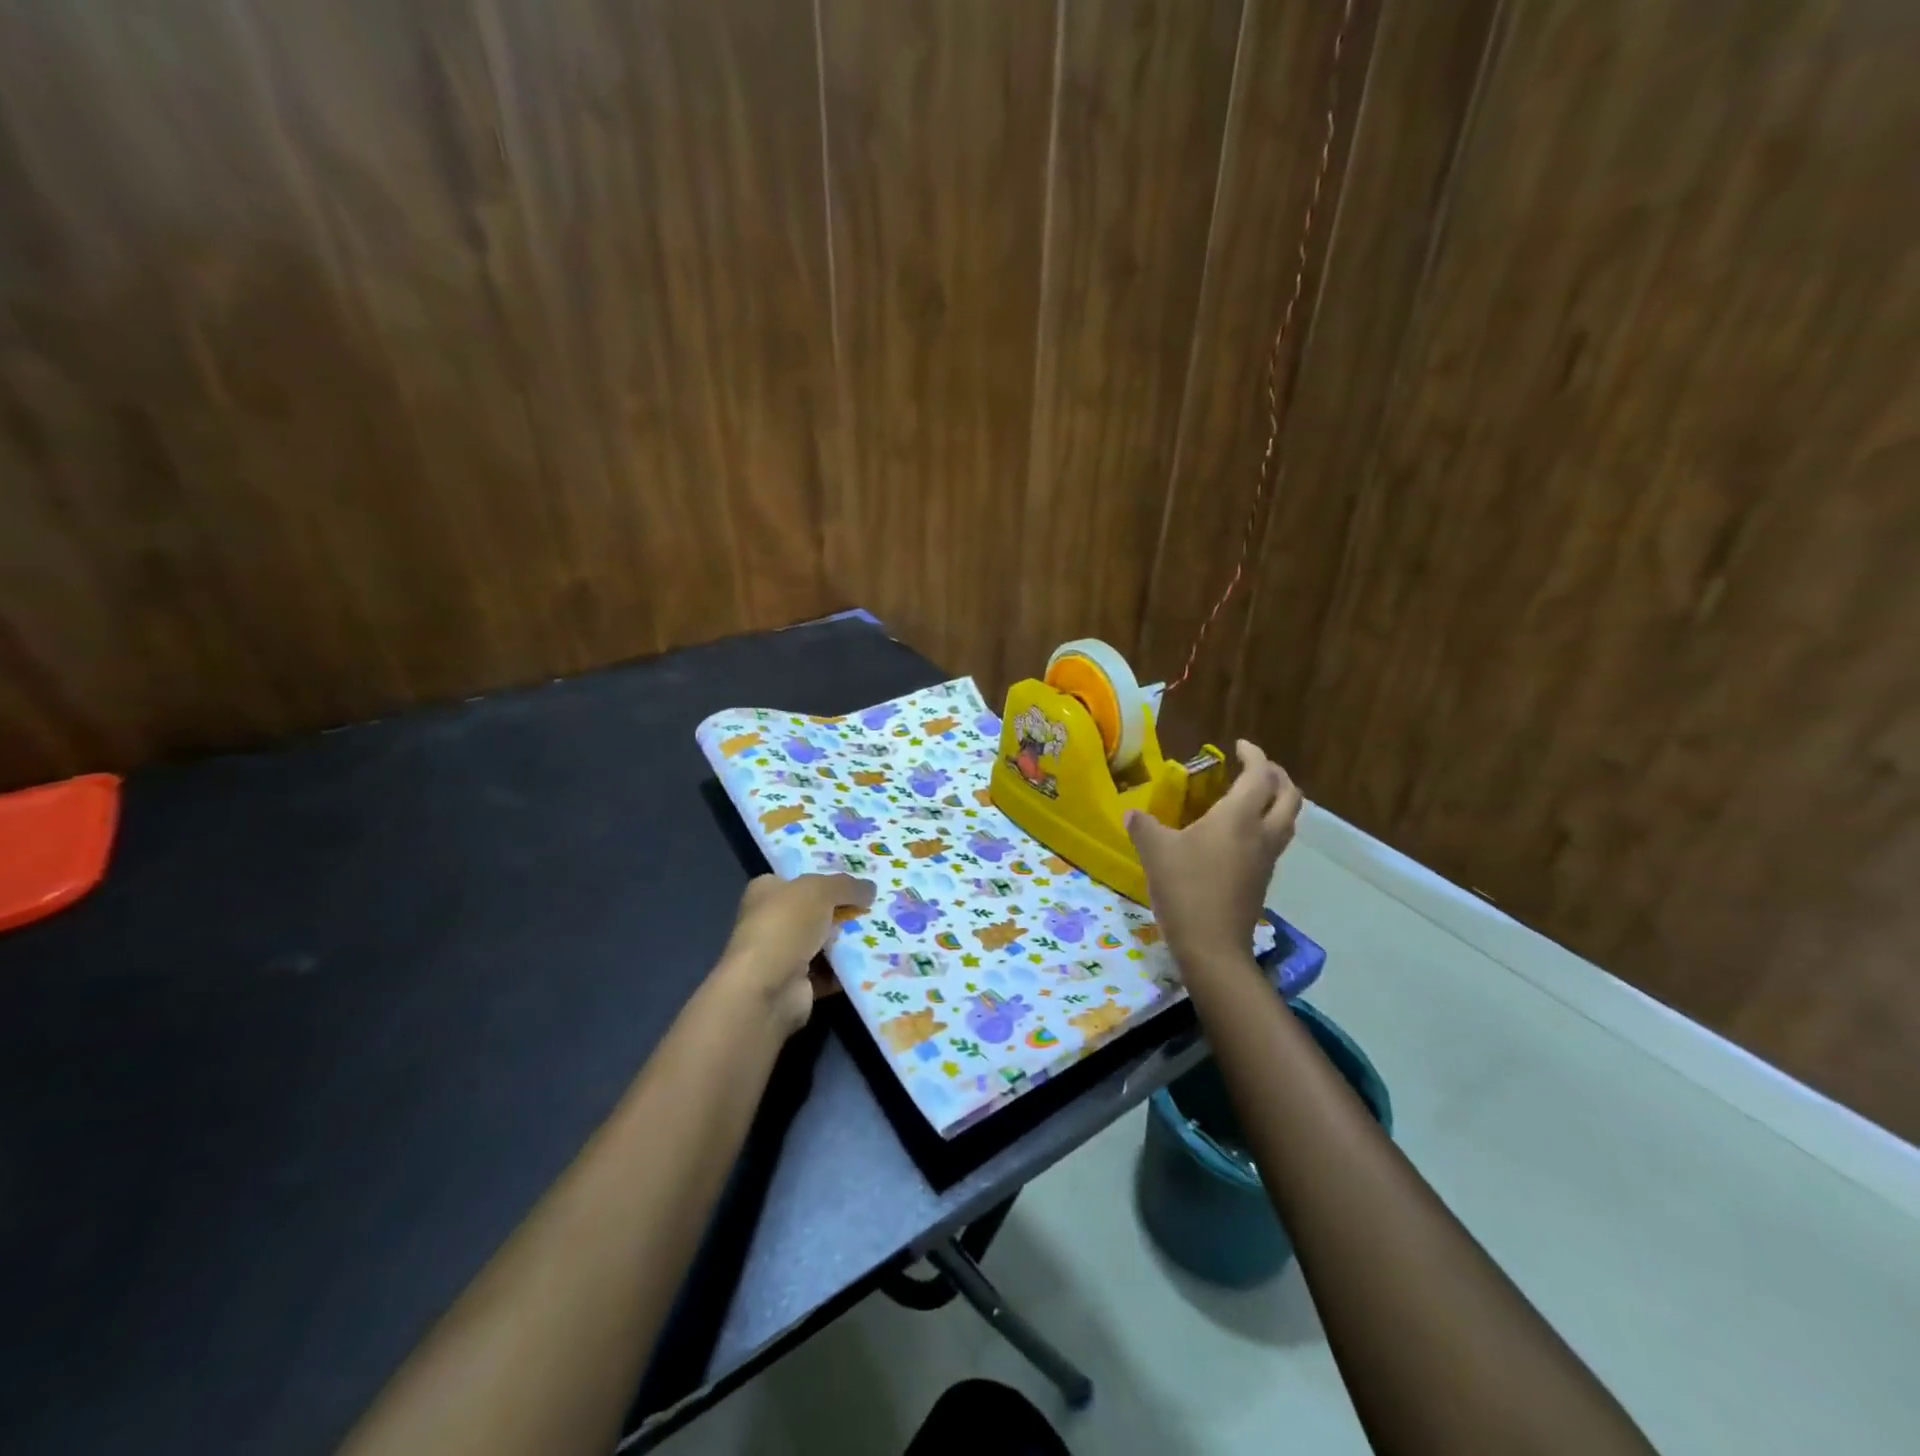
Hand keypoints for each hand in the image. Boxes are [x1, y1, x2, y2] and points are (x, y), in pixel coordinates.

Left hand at [717, 873, 875, 1035]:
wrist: (768, 988)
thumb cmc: (786, 925)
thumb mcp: (821, 890)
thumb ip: (847, 885)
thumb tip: (870, 889)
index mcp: (766, 891)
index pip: (797, 879)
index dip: (825, 877)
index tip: (857, 879)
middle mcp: (771, 921)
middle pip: (815, 910)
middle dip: (844, 909)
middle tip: (877, 904)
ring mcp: (783, 955)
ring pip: (825, 942)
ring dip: (850, 940)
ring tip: (884, 929)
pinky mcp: (797, 984)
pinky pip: (831, 971)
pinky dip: (849, 968)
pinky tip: (876, 958)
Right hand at [1126, 740, 1301, 969]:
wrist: (1212, 946)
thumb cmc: (1185, 889)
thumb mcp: (1154, 851)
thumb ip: (1143, 826)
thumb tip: (1132, 813)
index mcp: (1238, 817)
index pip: (1259, 775)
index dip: (1254, 755)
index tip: (1239, 745)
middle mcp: (1261, 833)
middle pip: (1289, 796)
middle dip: (1277, 776)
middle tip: (1254, 768)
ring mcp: (1267, 859)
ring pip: (1287, 820)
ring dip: (1277, 801)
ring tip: (1252, 797)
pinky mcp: (1262, 880)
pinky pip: (1274, 841)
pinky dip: (1266, 825)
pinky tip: (1239, 834)